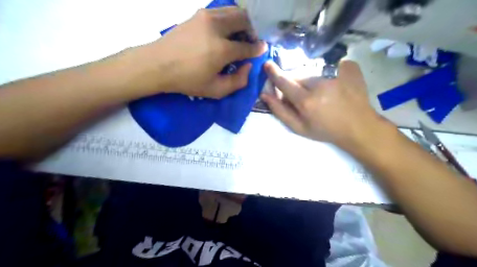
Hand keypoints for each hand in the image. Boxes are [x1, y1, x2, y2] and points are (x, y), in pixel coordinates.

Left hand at [149, 7, 266, 98]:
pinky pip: (221, 11)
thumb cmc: (187, 81)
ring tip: (239, 35)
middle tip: (251, 41)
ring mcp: (206, 17)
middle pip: (245, 20)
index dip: (257, 48)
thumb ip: (238, 81)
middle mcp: (217, 28)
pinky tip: (225, 31)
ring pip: (234, 11)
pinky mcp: (198, 14)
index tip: (261, 49)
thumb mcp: (215, 90)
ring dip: (242, 22)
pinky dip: (229, 19)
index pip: (248, 46)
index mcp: (222, 50)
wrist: (157, 65)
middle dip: (252, 30)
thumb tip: (248, 66)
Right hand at [263, 60, 382, 149]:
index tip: (267, 65)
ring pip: (313, 71)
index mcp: (306, 101)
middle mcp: (320, 84)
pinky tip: (335, 85)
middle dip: (296, 83)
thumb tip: (265, 94)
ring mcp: (336, 73)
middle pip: (299, 76)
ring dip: (312, 80)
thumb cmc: (326, 130)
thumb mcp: (299, 128)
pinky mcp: (349, 67)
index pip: (284, 82)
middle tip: (304, 95)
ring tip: (322, 93)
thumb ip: (280, 111)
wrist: (358, 127)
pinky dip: (328, 73)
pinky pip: (330, 65)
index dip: (274, 73)